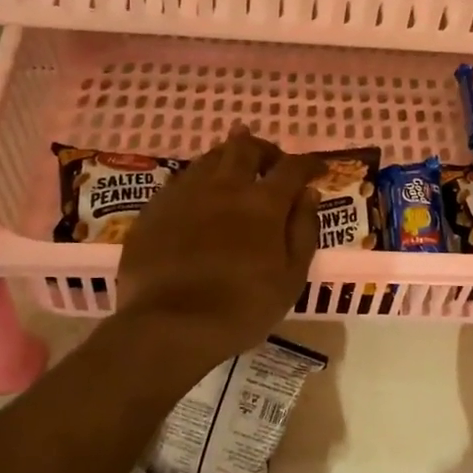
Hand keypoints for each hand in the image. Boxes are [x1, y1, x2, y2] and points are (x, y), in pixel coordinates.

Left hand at [113, 125, 323, 377]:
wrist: (170, 325)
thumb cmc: (242, 308)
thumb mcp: (291, 278)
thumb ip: (303, 231)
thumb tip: (308, 194)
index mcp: (263, 203)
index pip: (292, 167)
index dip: (309, 164)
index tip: (318, 169)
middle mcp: (224, 186)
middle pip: (246, 147)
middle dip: (264, 149)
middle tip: (272, 163)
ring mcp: (185, 193)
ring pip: (210, 158)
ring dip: (229, 159)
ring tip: (235, 174)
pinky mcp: (155, 208)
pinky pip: (181, 181)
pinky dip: (199, 182)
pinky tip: (199, 200)